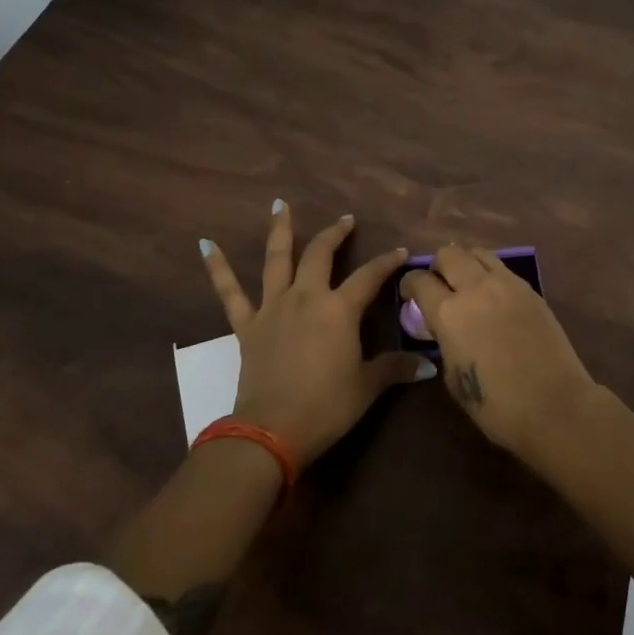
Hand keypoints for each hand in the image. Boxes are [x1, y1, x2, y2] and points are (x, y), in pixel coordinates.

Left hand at [201, 203, 432, 465]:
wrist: (272, 430)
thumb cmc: (326, 406)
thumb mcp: (367, 387)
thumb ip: (395, 369)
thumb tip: (427, 365)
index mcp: (339, 309)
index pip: (369, 276)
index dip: (387, 262)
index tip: (400, 251)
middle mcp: (306, 297)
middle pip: (321, 254)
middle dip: (335, 233)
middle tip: (345, 219)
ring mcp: (273, 307)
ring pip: (277, 259)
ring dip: (280, 230)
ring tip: (278, 204)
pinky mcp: (247, 325)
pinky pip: (230, 292)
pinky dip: (217, 267)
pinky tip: (206, 245)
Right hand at [400, 246, 596, 464]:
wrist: (555, 405)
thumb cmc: (497, 405)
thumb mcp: (453, 378)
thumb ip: (444, 342)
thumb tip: (445, 329)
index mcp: (448, 313)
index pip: (419, 281)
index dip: (409, 285)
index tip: (410, 296)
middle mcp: (475, 288)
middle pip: (448, 254)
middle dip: (438, 267)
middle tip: (440, 287)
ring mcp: (506, 284)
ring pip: (477, 252)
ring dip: (466, 264)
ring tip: (468, 285)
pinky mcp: (530, 289)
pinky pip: (502, 268)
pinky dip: (490, 274)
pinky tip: (494, 297)